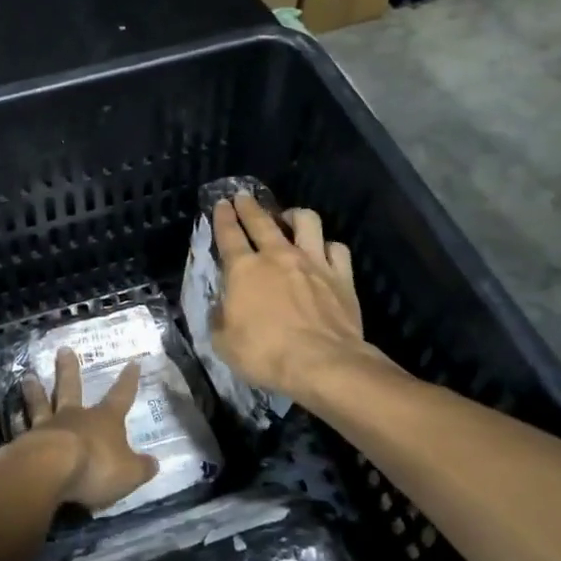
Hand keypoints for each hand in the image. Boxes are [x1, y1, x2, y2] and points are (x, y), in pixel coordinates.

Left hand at [14, 349, 158, 511]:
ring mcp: (46, 427)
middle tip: (63, 350)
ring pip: (41, 403)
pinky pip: (21, 430)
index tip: (132, 363)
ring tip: (28, 376)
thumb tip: (154, 463)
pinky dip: (16, 423)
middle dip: (69, 369)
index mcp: (103, 420)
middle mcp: (74, 417)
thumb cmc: (95, 468)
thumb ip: (141, 468)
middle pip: (71, 388)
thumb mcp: (128, 473)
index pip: (120, 396)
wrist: (48, 471)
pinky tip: (10, 419)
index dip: (128, 381)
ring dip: (35, 390)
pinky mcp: (23, 443)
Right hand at [211, 195, 371, 402]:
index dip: (223, 217)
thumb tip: (221, 308)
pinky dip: (328, 246)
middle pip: (262, 221)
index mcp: (244, 269)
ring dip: (295, 215)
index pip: (229, 235)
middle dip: (249, 206)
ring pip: (306, 222)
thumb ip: (220, 319)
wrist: (322, 363)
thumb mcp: (224, 343)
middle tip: (243, 196)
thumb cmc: (265, 354)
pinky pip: (337, 248)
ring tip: (289, 217)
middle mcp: (278, 256)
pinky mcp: (341, 276)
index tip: (221, 203)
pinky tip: (324, 251)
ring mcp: (313, 263)